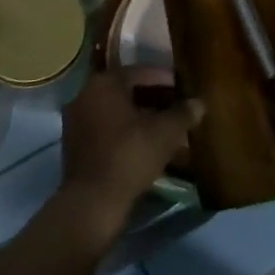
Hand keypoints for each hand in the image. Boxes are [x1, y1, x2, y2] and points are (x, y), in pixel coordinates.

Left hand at [57, 67, 200, 241]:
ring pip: (116, 111)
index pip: (140, 72)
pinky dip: (126, 132)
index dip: (165, 79)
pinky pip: (106, 129)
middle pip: (126, 91)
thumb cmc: (130, 156)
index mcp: (104, 84)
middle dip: (154, 98)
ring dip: (141, 116)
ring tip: (166, 127)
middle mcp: (85, 96)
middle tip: (178, 107)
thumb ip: (183, 113)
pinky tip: (147, 145)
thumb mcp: (165, 133)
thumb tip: (199, 103)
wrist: (93, 203)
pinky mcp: (75, 146)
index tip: (183, 88)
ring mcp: (76, 122)